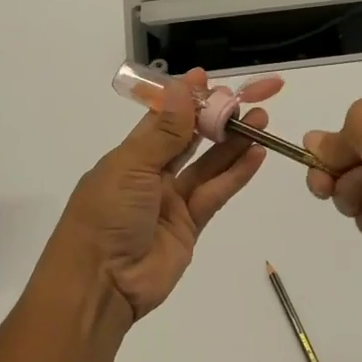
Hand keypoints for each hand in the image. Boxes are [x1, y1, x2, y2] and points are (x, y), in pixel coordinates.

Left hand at [46, 70, 273, 321]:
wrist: (101, 282)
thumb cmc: (106, 215)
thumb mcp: (131, 167)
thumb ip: (164, 132)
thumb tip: (182, 88)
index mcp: (127, 157)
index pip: (160, 120)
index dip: (183, 99)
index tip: (207, 79)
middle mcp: (150, 176)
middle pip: (187, 141)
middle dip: (214, 119)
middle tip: (244, 99)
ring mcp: (171, 202)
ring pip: (207, 166)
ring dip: (232, 144)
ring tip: (260, 120)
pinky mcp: (189, 227)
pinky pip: (215, 194)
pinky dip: (235, 175)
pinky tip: (256, 154)